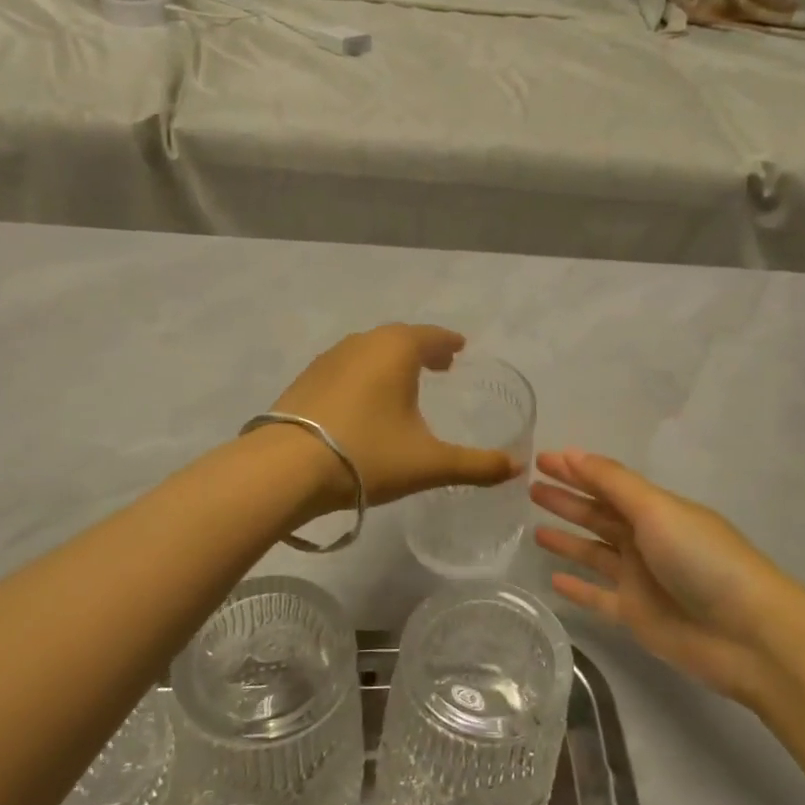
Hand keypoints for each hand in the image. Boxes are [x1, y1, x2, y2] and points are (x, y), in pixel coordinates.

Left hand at [273, 325, 521, 507]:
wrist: (286, 467)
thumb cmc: (367, 454)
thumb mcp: (429, 464)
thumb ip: (476, 465)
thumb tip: (518, 468)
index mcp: (396, 349)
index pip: (431, 336)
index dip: (448, 343)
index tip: (459, 349)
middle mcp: (363, 343)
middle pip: (399, 338)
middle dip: (422, 349)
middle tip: (439, 366)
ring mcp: (329, 359)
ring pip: (369, 351)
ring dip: (391, 361)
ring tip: (404, 383)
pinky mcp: (306, 379)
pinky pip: (346, 367)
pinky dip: (364, 375)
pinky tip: (364, 401)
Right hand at [532, 449, 792, 710]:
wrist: (749, 635)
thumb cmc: (703, 559)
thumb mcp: (656, 509)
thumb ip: (612, 483)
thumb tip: (571, 453)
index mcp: (654, 509)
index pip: (605, 482)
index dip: (574, 470)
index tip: (540, 459)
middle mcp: (645, 539)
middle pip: (597, 515)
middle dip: (567, 500)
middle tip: (529, 489)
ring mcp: (640, 579)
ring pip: (594, 553)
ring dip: (567, 540)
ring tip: (533, 529)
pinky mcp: (636, 616)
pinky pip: (598, 597)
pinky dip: (578, 588)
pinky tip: (553, 579)